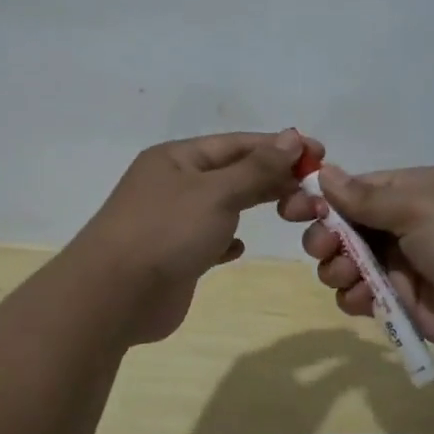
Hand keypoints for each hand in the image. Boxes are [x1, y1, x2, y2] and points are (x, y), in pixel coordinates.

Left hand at [73, 129, 309, 343]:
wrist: (114, 296)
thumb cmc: (166, 232)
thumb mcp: (216, 192)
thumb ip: (256, 168)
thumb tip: (292, 137)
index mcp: (177, 158)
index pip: (237, 144)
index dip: (278, 146)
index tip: (319, 153)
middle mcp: (173, 184)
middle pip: (232, 172)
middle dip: (271, 177)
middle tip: (313, 188)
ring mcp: (171, 221)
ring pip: (222, 206)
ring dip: (254, 205)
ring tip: (292, 211)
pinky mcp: (174, 256)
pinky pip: (208, 240)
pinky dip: (228, 240)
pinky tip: (241, 248)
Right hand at [277, 157, 433, 358]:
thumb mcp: (418, 207)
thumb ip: (366, 197)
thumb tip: (324, 172)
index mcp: (408, 193)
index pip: (352, 190)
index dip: (320, 199)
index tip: (291, 210)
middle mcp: (401, 226)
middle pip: (343, 228)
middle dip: (325, 237)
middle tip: (325, 249)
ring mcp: (402, 265)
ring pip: (347, 264)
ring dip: (337, 269)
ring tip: (347, 277)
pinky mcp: (404, 302)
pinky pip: (363, 296)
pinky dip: (355, 297)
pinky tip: (362, 300)